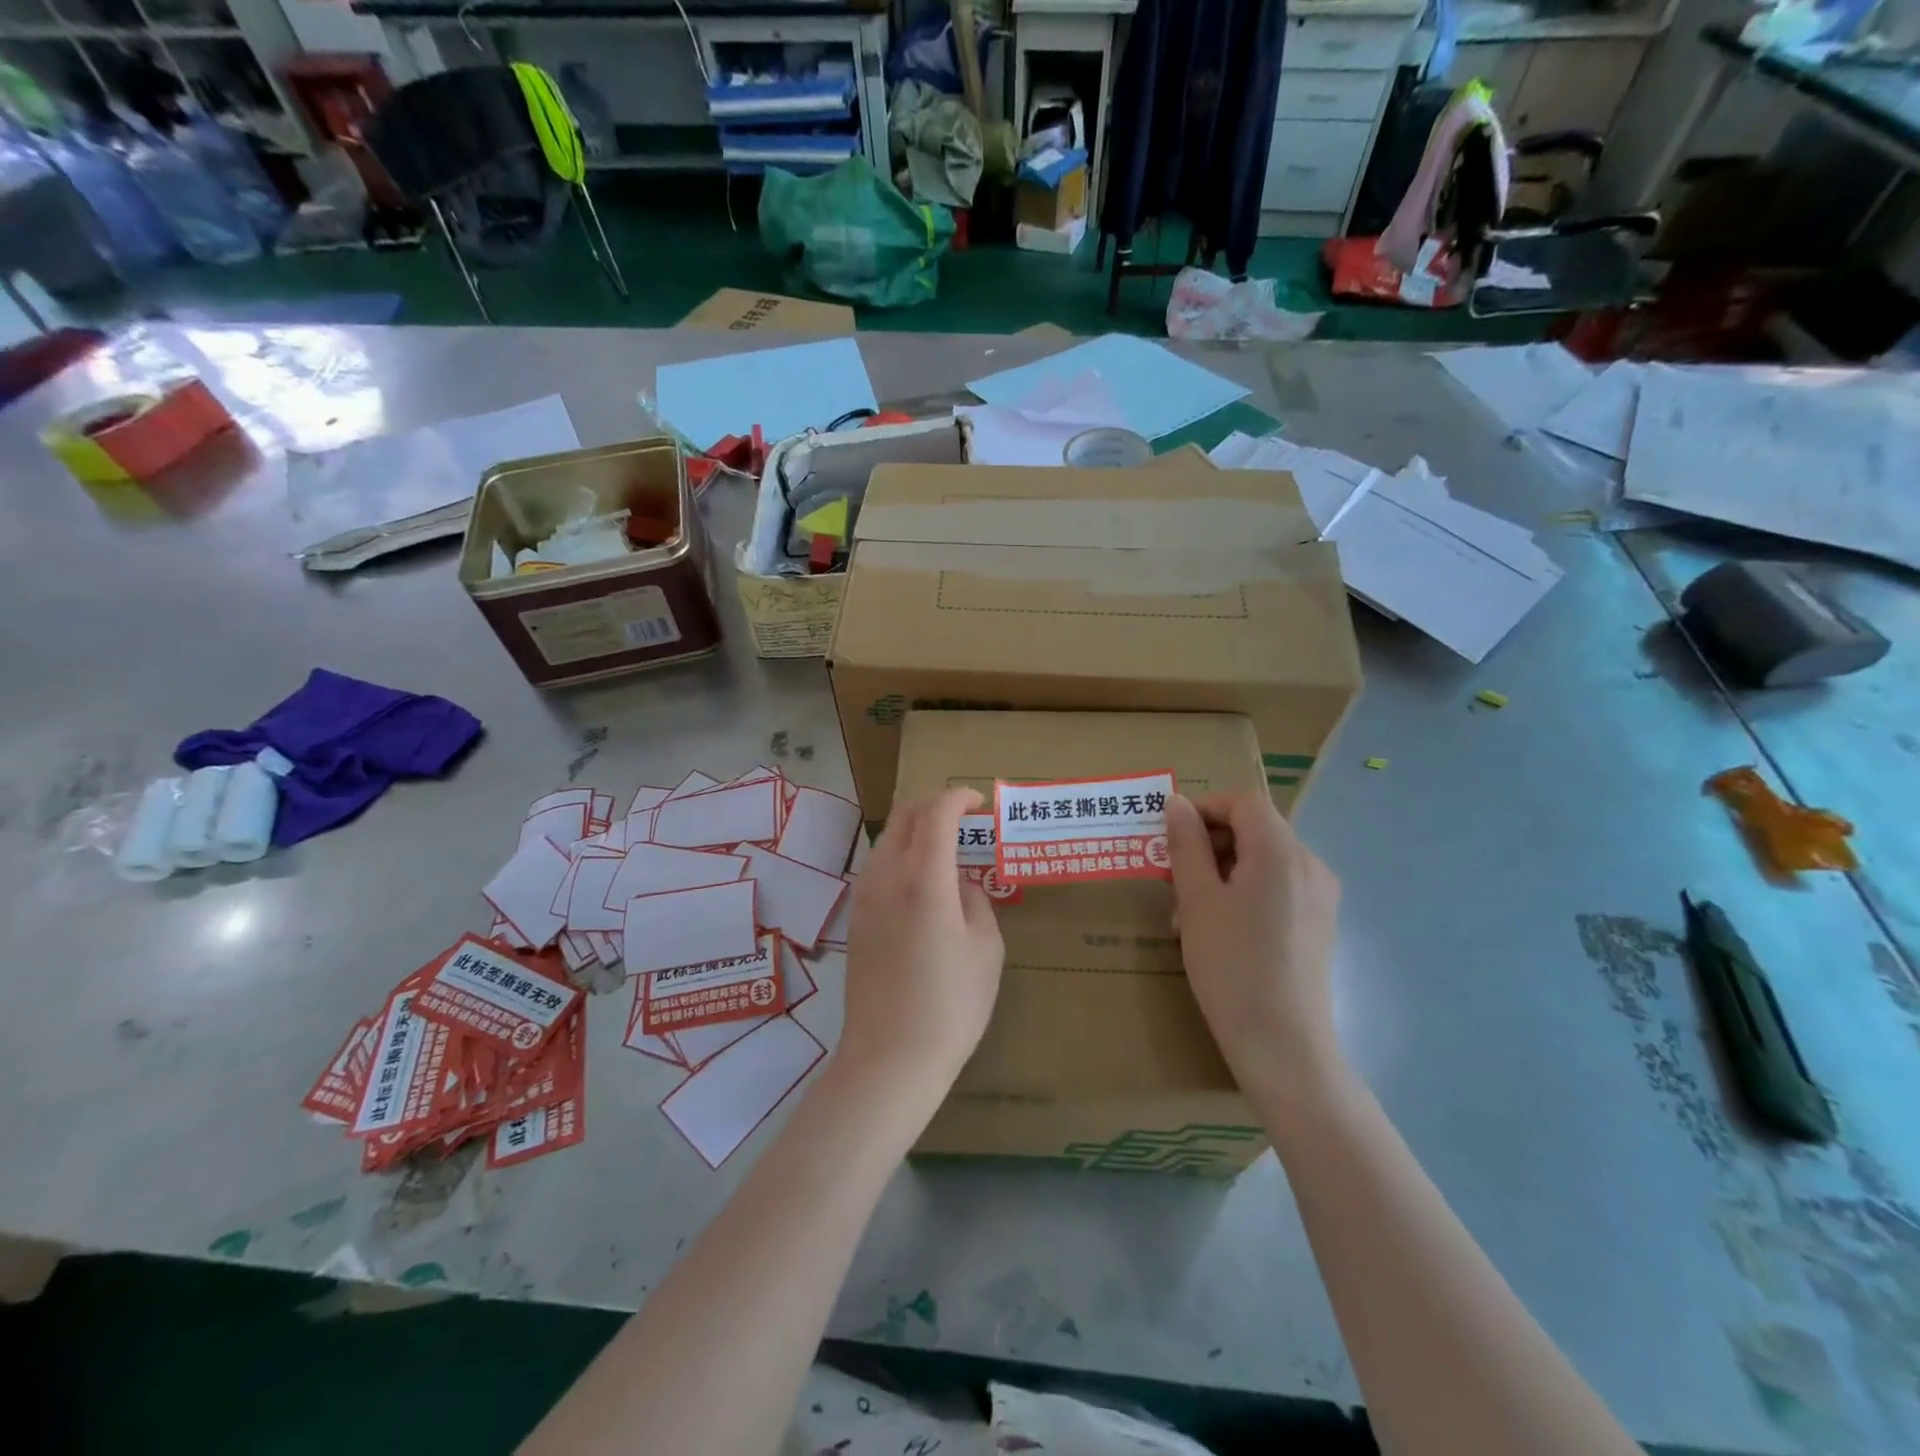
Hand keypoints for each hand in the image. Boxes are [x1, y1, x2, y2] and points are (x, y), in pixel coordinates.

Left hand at [836, 788, 1004, 1115]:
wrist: (890, 1057)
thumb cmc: (951, 1005)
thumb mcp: (986, 949)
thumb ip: (976, 901)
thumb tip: (961, 883)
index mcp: (923, 879)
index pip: (936, 814)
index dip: (958, 797)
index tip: (979, 803)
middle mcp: (886, 877)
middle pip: (905, 817)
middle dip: (935, 806)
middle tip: (965, 820)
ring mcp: (864, 897)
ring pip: (887, 839)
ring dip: (917, 830)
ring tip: (947, 849)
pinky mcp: (856, 919)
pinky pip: (879, 866)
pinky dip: (903, 855)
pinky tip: (923, 882)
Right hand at [1165, 792, 1342, 1089]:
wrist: (1283, 1046)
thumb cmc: (1232, 966)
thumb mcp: (1197, 900)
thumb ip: (1187, 845)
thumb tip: (1178, 802)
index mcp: (1281, 851)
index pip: (1244, 801)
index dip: (1204, 808)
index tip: (1171, 838)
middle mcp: (1310, 864)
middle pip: (1256, 829)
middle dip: (1210, 844)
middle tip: (1173, 879)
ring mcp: (1321, 896)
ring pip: (1265, 860)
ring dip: (1223, 870)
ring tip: (1190, 912)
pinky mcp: (1320, 923)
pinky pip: (1279, 887)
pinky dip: (1246, 892)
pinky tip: (1221, 930)